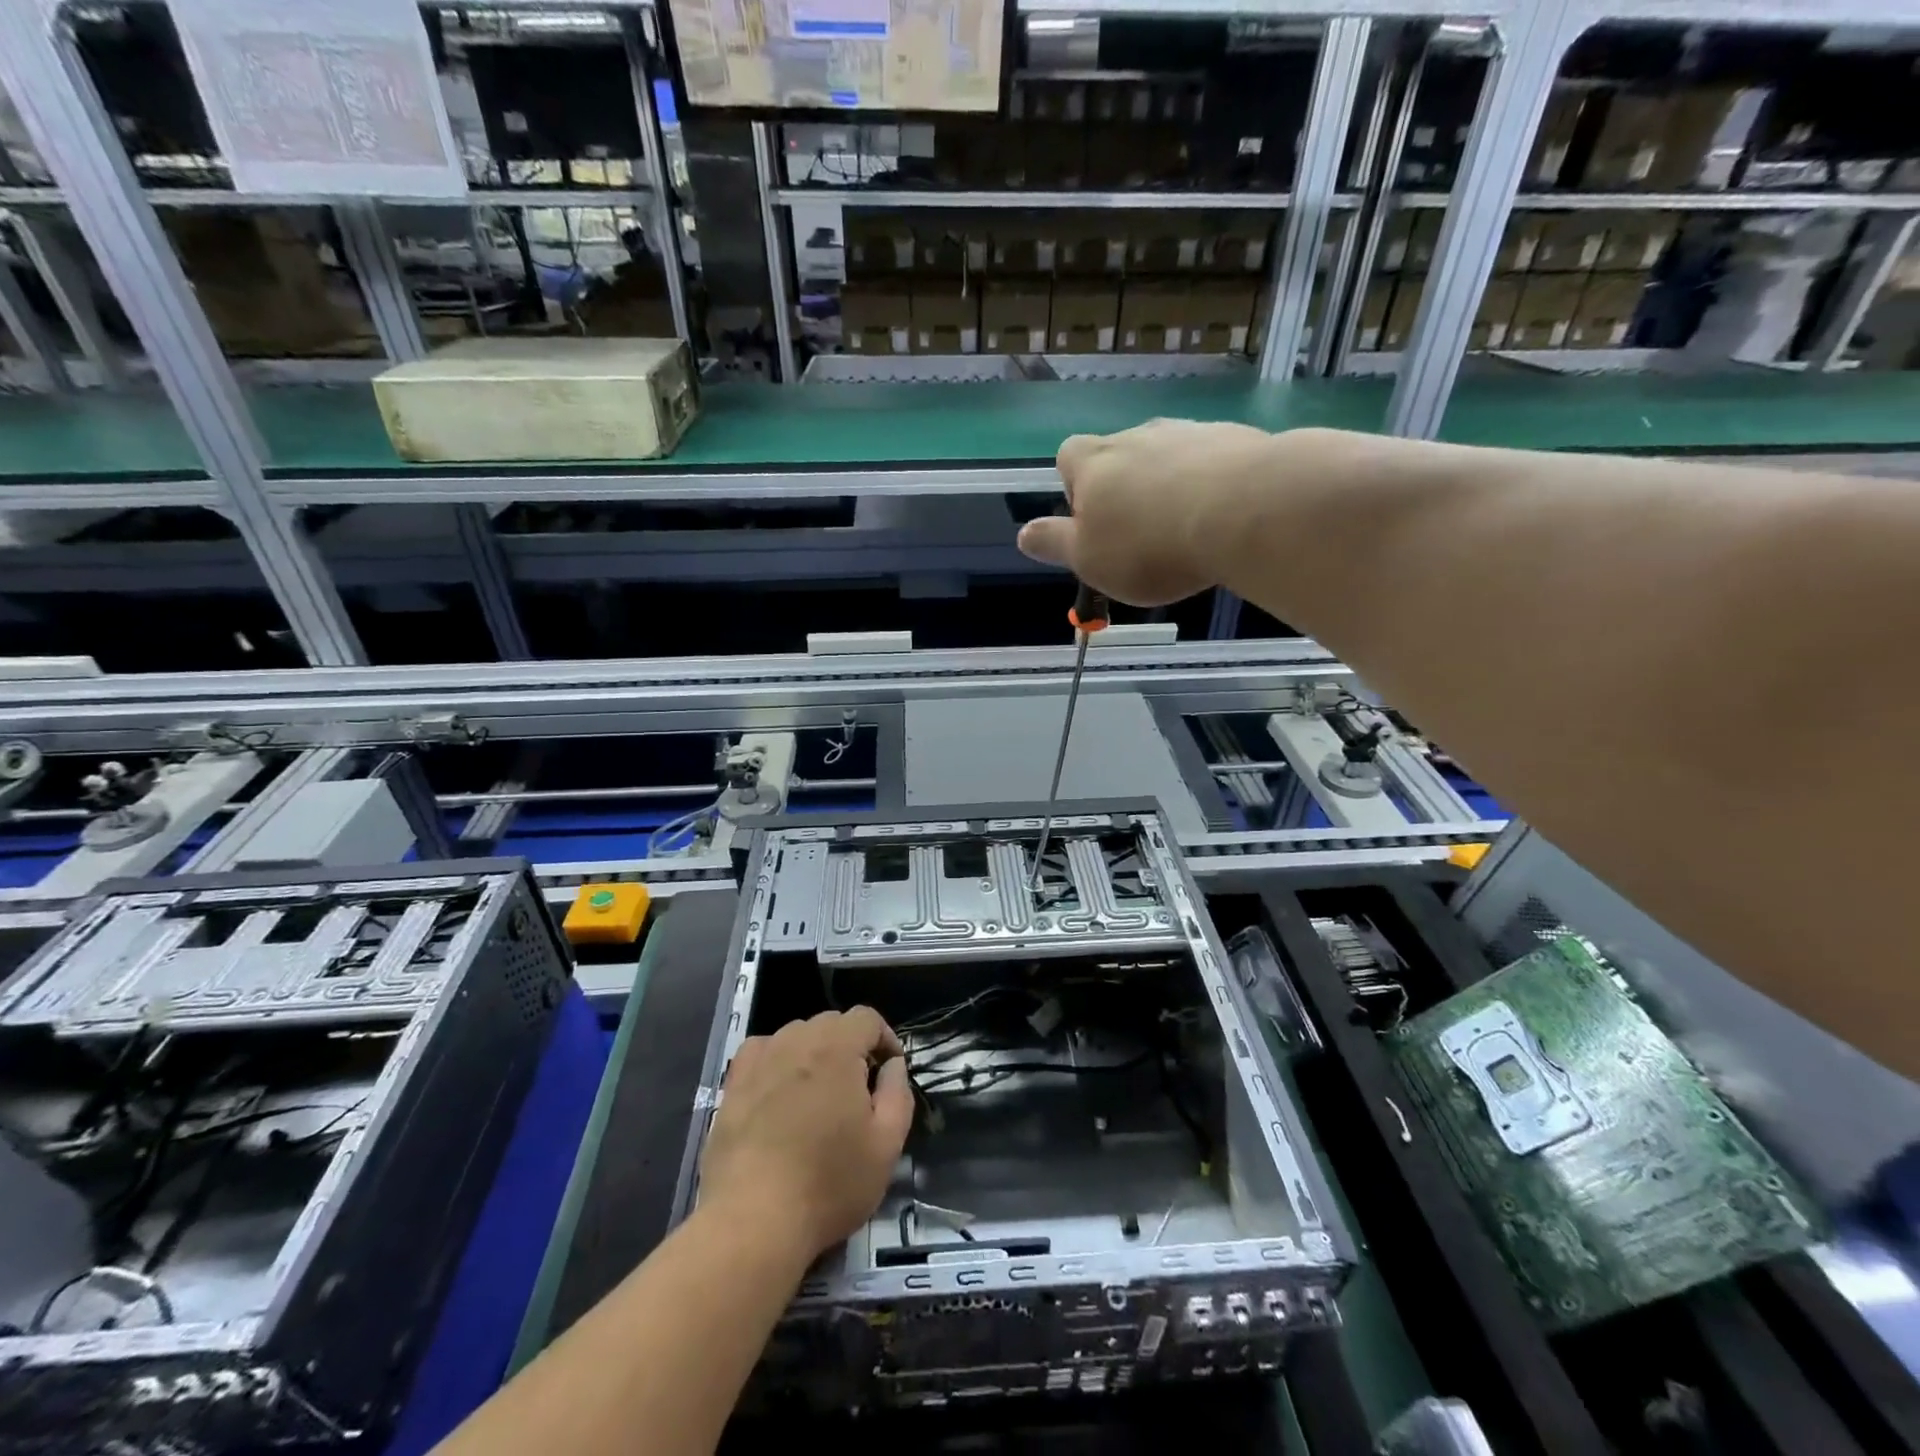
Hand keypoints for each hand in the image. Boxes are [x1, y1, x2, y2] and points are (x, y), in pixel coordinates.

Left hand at [699, 1007, 912, 1258]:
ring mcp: (761, 1060)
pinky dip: (777, 1059)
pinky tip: (779, 1090)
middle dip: (851, 1046)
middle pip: (832, 1023)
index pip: (867, 1018)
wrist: (752, 1221)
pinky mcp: (733, 1084)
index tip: (889, 1072)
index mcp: (837, 1048)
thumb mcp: (886, 1145)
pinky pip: (762, 1051)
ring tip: (819, 1095)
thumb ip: (897, 1093)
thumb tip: (892, 1064)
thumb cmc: (829, 1183)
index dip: (885, 1038)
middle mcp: (797, 1040)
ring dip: (815, 1053)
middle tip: (858, 1090)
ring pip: (797, 1035)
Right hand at [1017, 419, 1280, 605]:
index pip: (1067, 458)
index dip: (1074, 487)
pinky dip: (1209, 484)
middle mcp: (1136, 436)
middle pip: (1119, 455)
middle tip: (1139, 533)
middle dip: (1124, 487)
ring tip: (1185, 528)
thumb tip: (1024, 534)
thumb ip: (1054, 544)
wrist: (1243, 511)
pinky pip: (1210, 461)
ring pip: (1167, 457)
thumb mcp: (1088, 559)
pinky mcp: (1234, 439)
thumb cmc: (1148, 545)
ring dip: (1169, 485)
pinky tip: (1222, 517)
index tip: (1091, 522)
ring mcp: (1187, 432)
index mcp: (1092, 463)